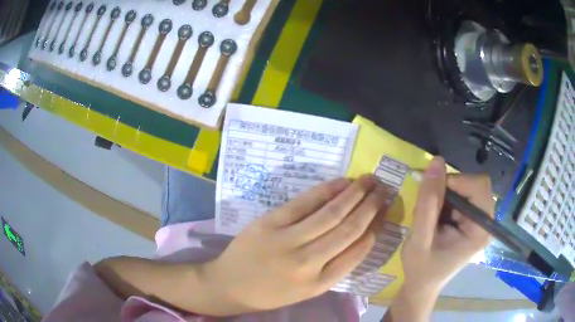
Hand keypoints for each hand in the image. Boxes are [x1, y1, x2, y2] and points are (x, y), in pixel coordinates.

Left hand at [205, 175, 387, 313]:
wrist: (228, 285)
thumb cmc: (270, 292)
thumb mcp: (306, 291)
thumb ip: (334, 267)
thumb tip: (360, 237)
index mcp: (319, 284)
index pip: (357, 252)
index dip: (375, 228)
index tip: (384, 212)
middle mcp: (308, 263)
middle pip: (349, 229)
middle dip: (370, 206)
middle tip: (384, 189)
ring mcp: (287, 241)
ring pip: (331, 213)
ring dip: (354, 194)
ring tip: (369, 180)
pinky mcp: (269, 223)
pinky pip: (304, 203)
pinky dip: (326, 190)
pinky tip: (341, 182)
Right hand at [402, 156, 494, 293]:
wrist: (422, 285)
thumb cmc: (421, 268)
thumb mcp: (420, 238)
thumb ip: (428, 201)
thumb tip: (436, 161)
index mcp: (480, 230)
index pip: (479, 186)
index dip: (457, 182)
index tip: (432, 193)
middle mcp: (486, 222)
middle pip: (475, 184)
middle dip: (450, 189)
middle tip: (430, 206)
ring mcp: (480, 221)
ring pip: (467, 187)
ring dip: (446, 194)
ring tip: (431, 216)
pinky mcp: (472, 221)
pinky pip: (463, 195)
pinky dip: (447, 199)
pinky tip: (436, 217)